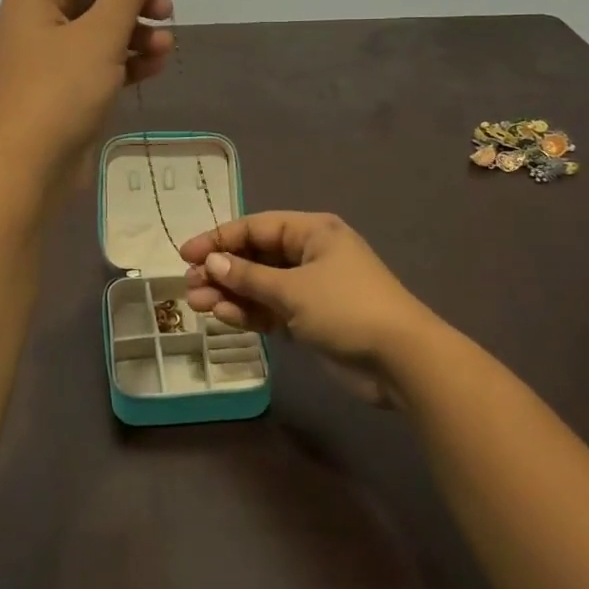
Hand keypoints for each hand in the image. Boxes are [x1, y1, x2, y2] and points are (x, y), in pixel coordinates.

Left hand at [0, 0, 176, 187]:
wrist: (28, 168)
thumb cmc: (61, 91)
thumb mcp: (100, 34)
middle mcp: (37, 18)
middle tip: (168, 12)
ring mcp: (49, 55)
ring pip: (99, 28)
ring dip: (135, 32)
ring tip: (167, 46)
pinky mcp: (62, 86)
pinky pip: (98, 60)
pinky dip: (125, 59)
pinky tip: (155, 68)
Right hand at [180, 213, 438, 403]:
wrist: (402, 361)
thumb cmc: (347, 308)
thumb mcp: (293, 289)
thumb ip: (248, 277)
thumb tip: (212, 263)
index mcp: (312, 232)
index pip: (256, 227)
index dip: (219, 239)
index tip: (186, 254)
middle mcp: (309, 255)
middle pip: (255, 256)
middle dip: (221, 270)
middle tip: (189, 285)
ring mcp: (310, 289)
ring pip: (260, 286)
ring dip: (230, 293)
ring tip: (197, 303)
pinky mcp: (311, 321)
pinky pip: (271, 310)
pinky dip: (249, 313)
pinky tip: (223, 316)